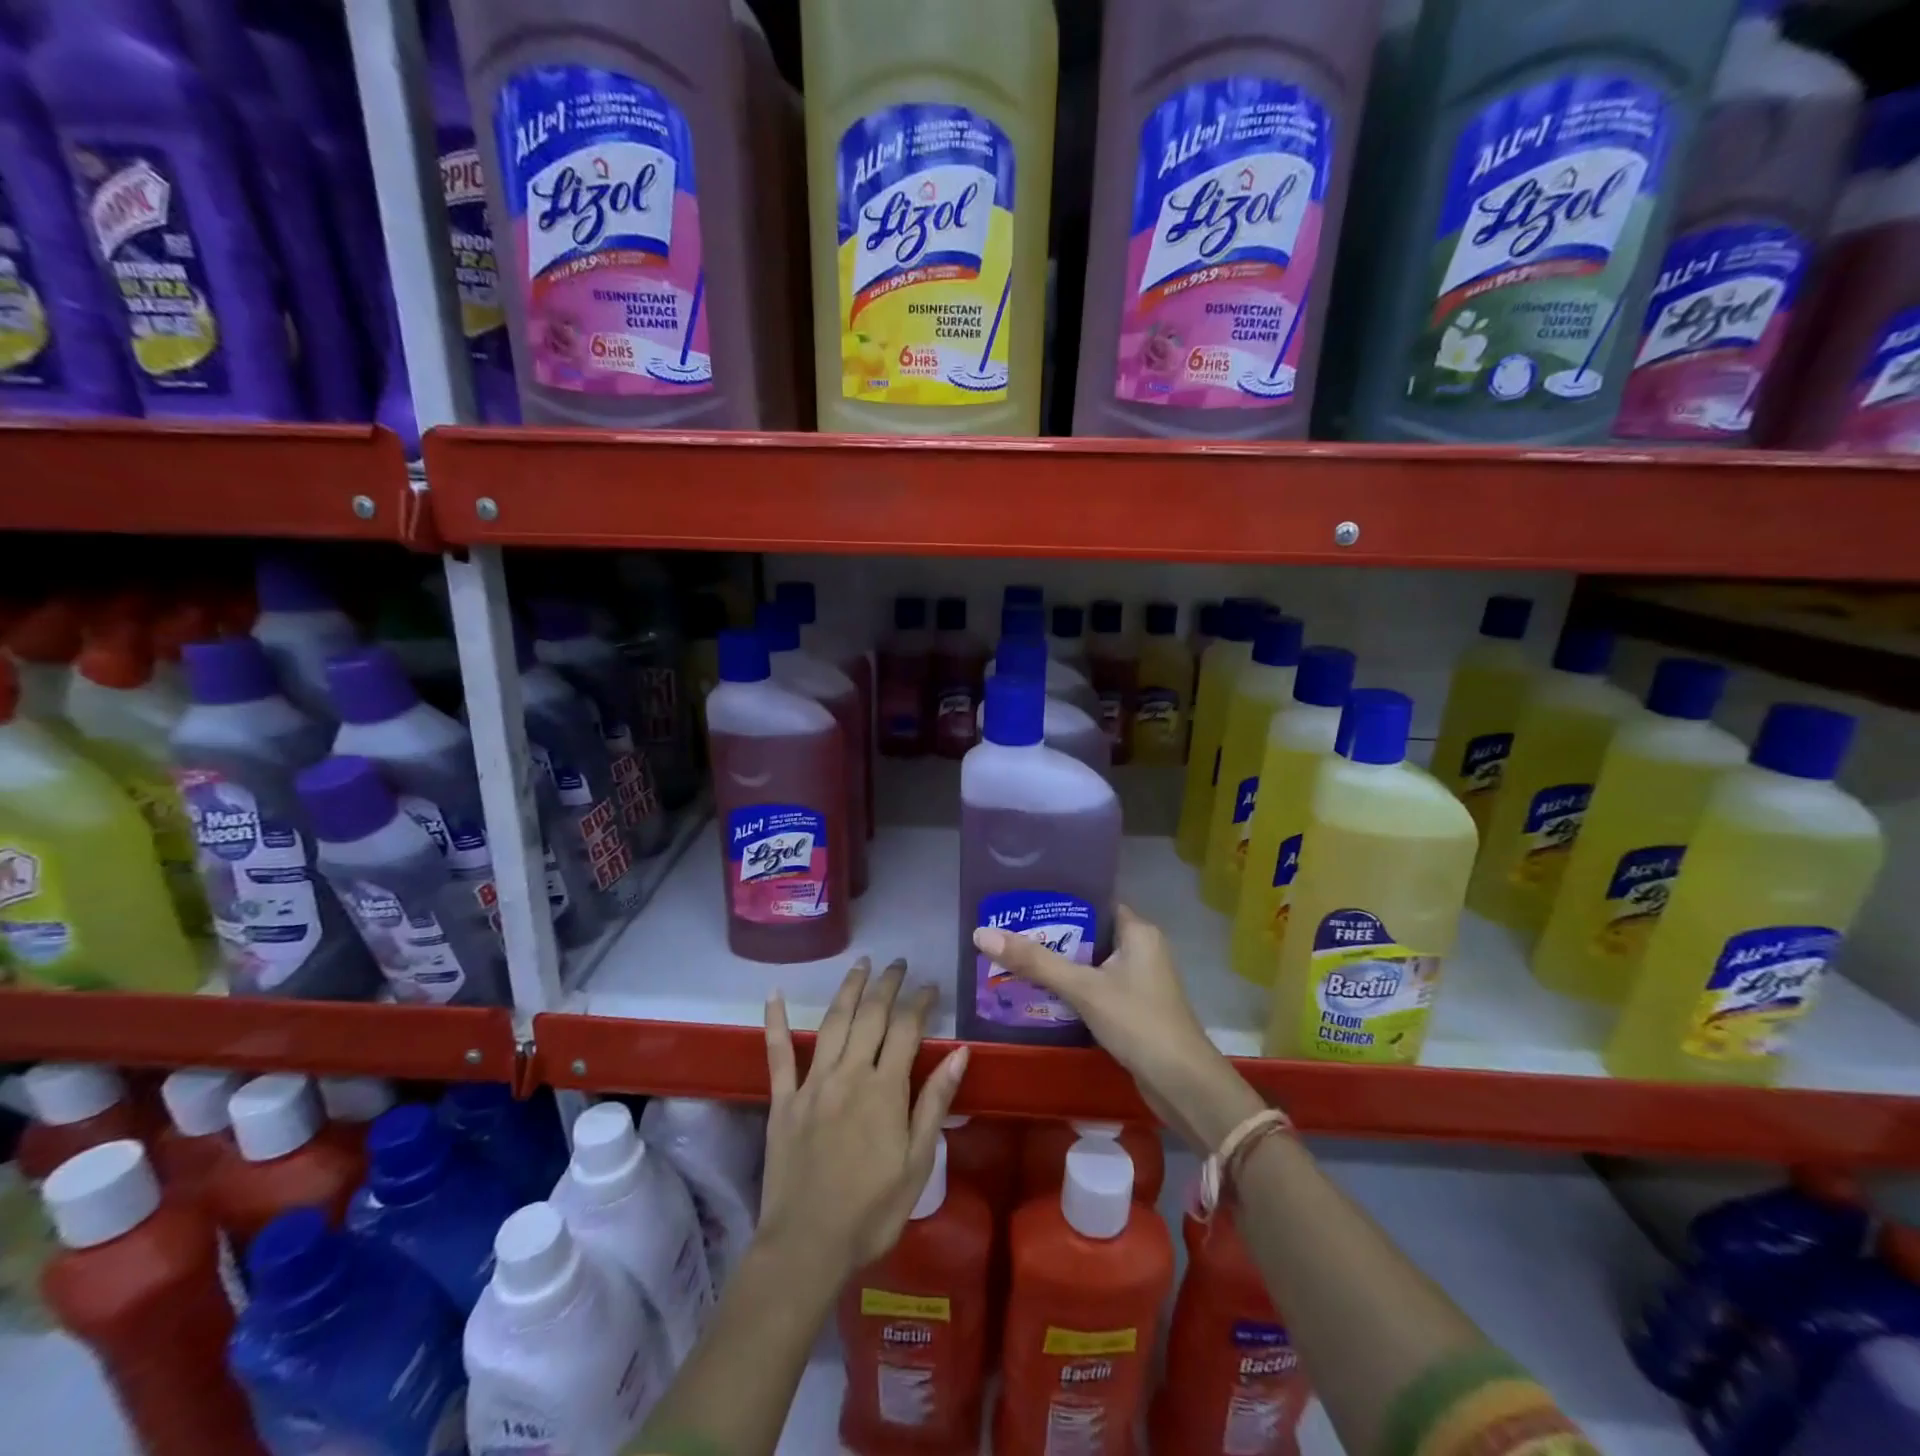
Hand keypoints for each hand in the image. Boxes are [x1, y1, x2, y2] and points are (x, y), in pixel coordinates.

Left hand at [759, 958, 968, 1278]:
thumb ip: (935, 1103)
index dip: (920, 1002)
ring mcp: (812, 1084)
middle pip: (871, 1016)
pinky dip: (775, 1022)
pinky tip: (774, 994)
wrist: (807, 1246)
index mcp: (885, 1089)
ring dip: (848, 989)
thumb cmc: (872, 1211)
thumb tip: (959, 1053)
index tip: (931, 985)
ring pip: (832, 1022)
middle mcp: (849, 1073)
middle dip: (887, 985)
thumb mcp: (918, 1163)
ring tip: (861, 964)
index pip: (907, 1029)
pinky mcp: (783, 1100)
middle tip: (898, 963)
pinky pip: (777, 1054)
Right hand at [972, 905, 1264, 1150]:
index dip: (1058, 900)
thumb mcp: (1083, 988)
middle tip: (1007, 932)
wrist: (1184, 1086)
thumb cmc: (1139, 1023)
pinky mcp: (1133, 1008)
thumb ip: (1035, 962)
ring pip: (1090, 962)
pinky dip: (1071, 988)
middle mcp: (1140, 949)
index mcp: (1137, 931)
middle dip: (1050, 935)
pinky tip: (1039, 994)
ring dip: (1058, 964)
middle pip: (1088, 932)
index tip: (1021, 902)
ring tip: (1013, 959)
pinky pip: (1095, 987)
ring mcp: (1138, 980)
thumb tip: (981, 934)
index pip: (1093, 902)